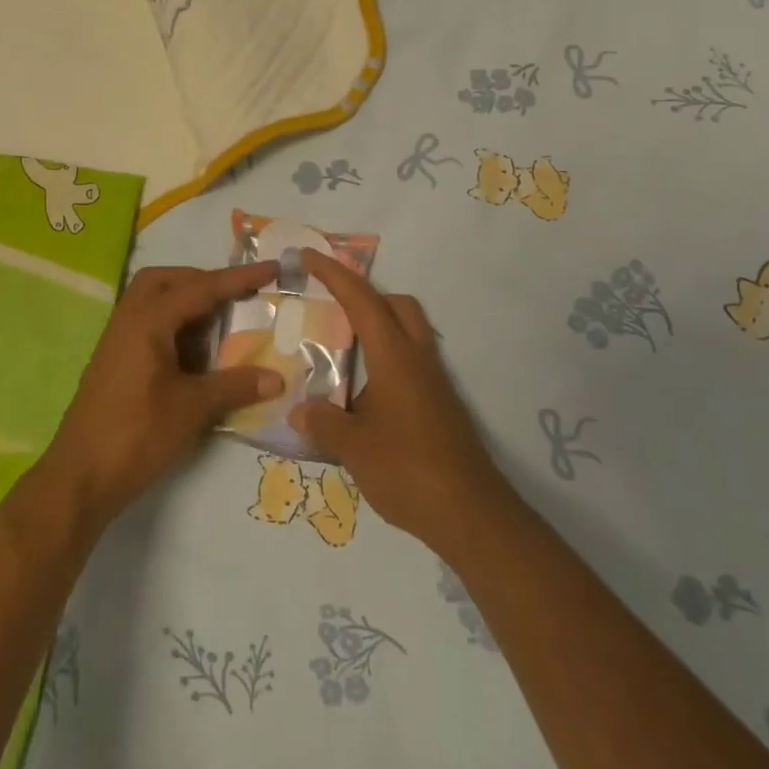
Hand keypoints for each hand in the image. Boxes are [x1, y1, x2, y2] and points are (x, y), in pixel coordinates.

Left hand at [40, 263, 285, 531]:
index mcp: (148, 320)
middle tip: (234, 296)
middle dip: (202, 281)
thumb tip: (277, 378)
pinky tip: (194, 355)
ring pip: (153, 301)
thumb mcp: (192, 409)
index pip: (201, 288)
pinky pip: (146, 324)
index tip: (271, 267)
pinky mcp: (114, 361)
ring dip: (186, 303)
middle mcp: (129, 319)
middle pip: (166, 280)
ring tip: (219, 325)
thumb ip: (235, 386)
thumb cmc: (136, 435)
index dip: (239, 278)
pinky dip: (173, 326)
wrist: (80, 477)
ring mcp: (117, 340)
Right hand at [290, 251, 510, 553]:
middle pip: (396, 304)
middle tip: (331, 305)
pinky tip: (364, 390)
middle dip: (363, 294)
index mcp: (394, 356)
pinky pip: (411, 359)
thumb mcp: (354, 448)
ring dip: (378, 324)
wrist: (470, 513)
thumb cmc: (409, 470)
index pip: (361, 299)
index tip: (309, 255)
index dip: (333, 273)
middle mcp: (417, 357)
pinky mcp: (440, 403)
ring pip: (408, 330)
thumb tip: (298, 410)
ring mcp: (433, 381)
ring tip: (342, 348)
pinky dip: (386, 356)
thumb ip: (324, 423)